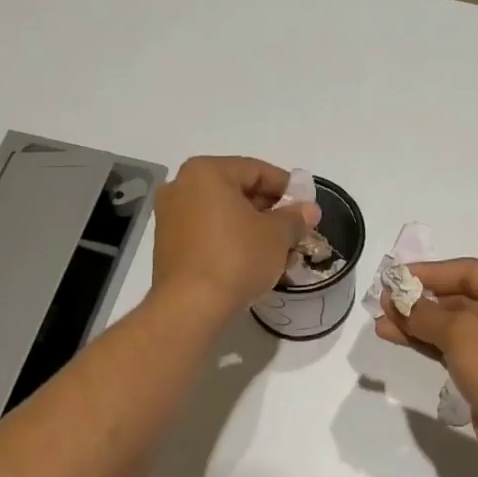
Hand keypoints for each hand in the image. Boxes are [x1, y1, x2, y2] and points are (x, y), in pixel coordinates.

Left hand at [151, 156, 318, 320]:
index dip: (287, 187)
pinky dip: (231, 241)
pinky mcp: (168, 245)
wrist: (191, 306)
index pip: (257, 170)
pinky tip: (253, 261)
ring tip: (278, 250)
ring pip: (223, 214)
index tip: (306, 206)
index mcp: (206, 172)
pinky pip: (208, 233)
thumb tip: (309, 210)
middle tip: (295, 230)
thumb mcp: (277, 235)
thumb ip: (295, 217)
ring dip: (252, 228)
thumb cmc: (237, 258)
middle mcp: (182, 187)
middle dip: (270, 210)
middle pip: (237, 191)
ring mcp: (170, 217)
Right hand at [374, 258, 477, 476]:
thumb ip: (425, 314)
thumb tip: (397, 300)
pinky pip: (453, 348)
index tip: (393, 276)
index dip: (428, 272)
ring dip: (417, 323)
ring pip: (452, 325)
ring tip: (381, 321)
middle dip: (420, 300)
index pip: (468, 271)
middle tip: (383, 302)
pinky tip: (397, 337)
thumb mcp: (462, 334)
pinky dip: (426, 342)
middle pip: (459, 297)